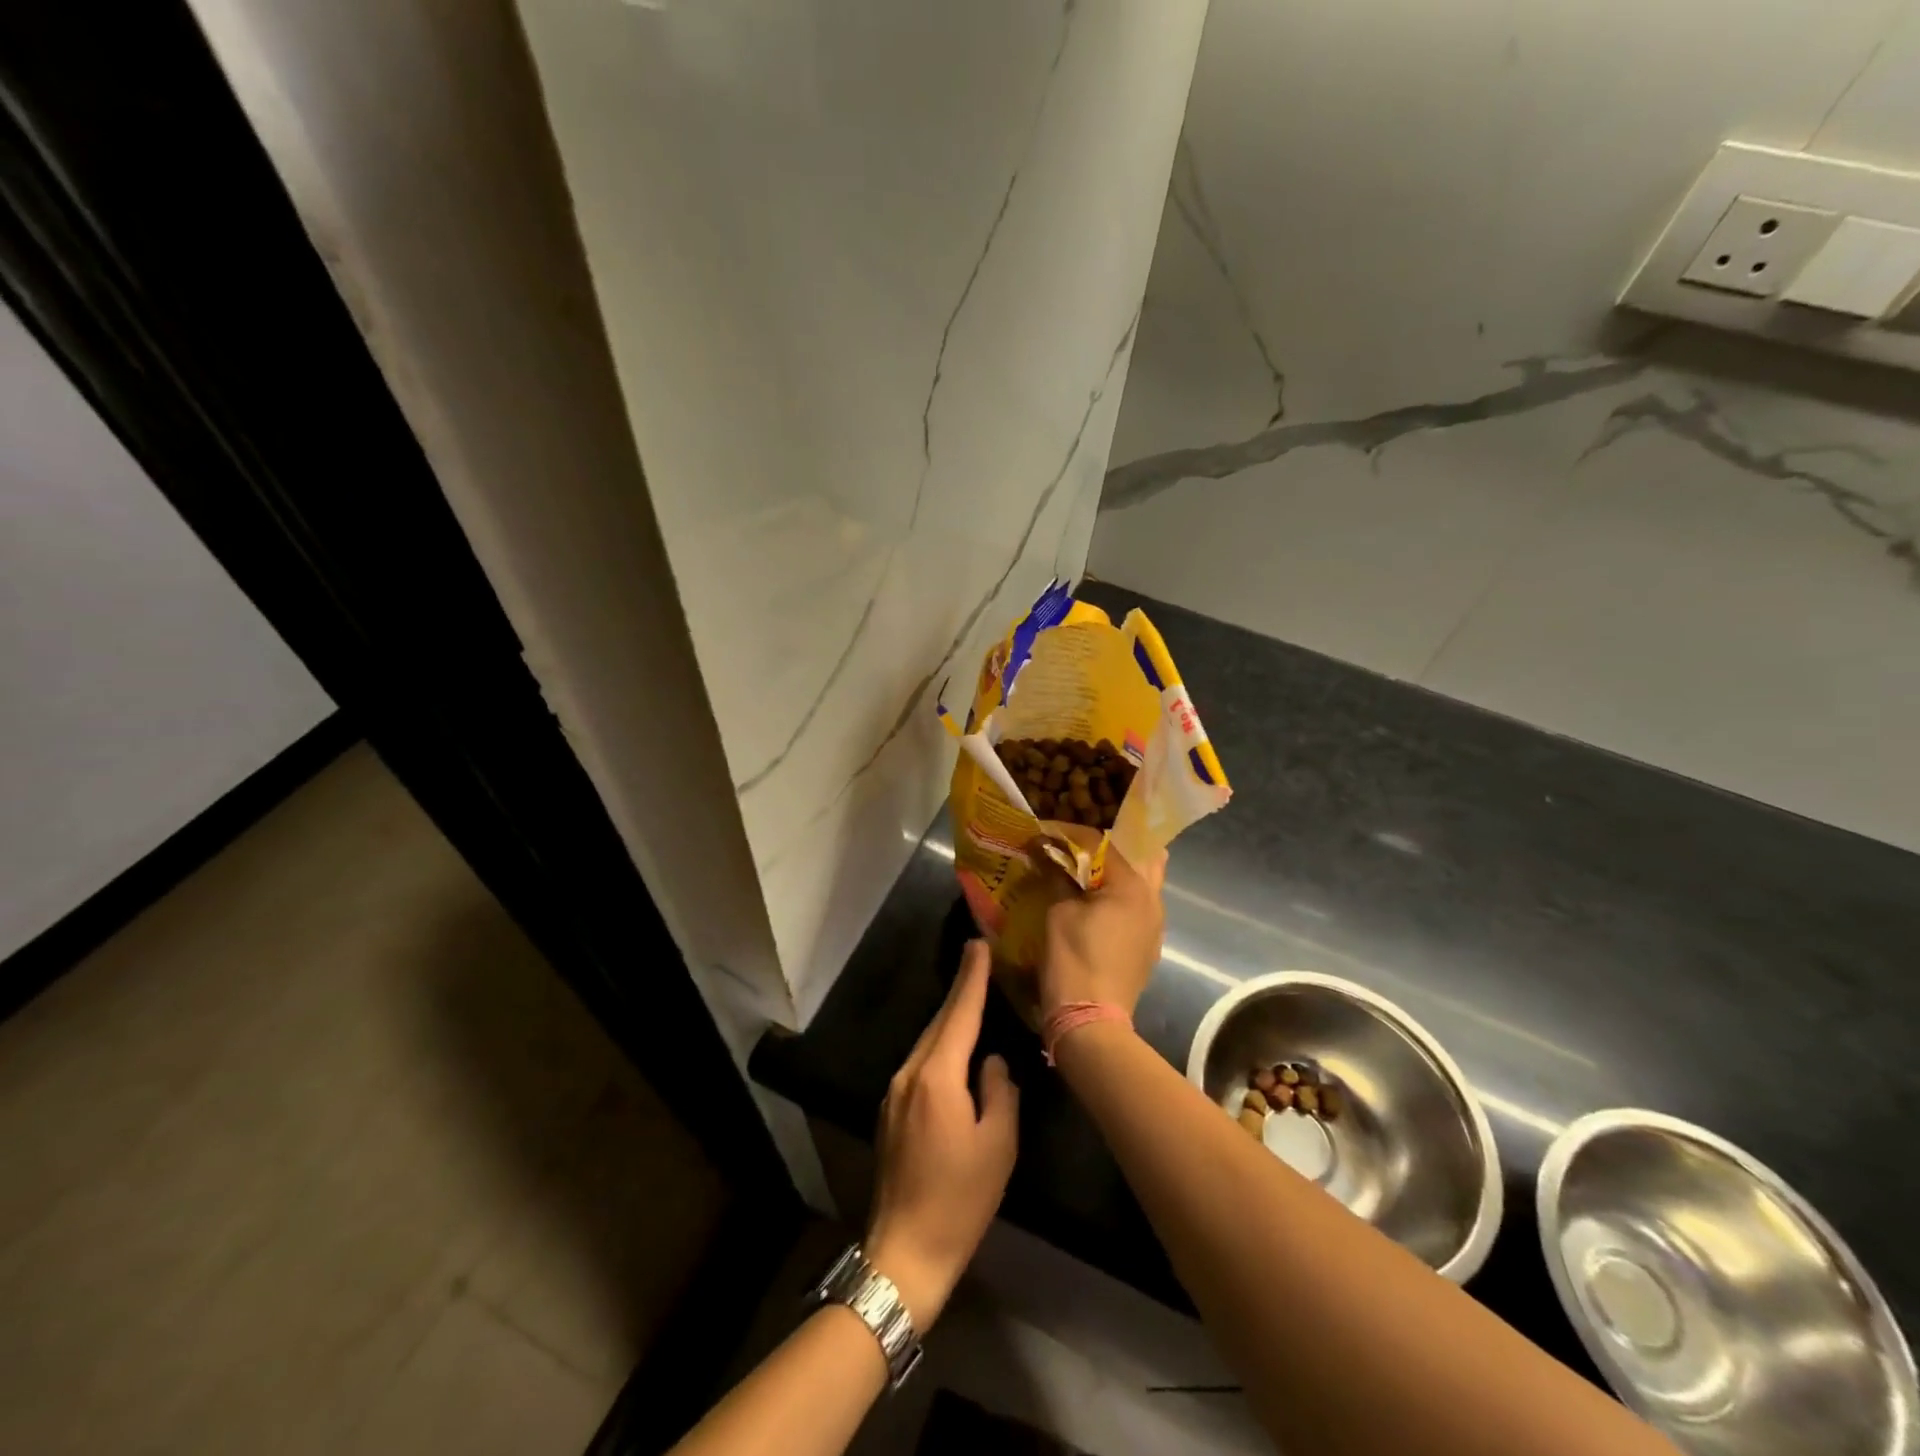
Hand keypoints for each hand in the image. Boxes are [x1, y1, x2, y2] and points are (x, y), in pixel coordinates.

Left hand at [865, 941, 1017, 1329]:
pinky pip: (920, 1064)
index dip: (971, 979)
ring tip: (971, 997)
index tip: (978, 945)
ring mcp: (894, 1093)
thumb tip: (990, 1063)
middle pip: (940, 1023)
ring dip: (949, 1019)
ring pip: (928, 1043)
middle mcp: (909, 1074)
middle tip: (977, 958)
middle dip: (960, 990)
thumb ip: (999, 1091)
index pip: (959, 1014)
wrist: (905, 1251)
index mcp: (937, 1077)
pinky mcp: (890, 1112)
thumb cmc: (960, 1199)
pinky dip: (940, 1047)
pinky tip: (953, 1048)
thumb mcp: (998, 1144)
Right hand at [1038, 838, 1166, 1018]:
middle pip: (1138, 857)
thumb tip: (1047, 853)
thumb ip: (1058, 876)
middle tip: (1077, 849)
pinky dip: (1118, 898)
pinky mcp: (1148, 946)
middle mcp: (1153, 899)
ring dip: (1116, 874)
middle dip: (1107, 848)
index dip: (1069, 835)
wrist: (1090, 1021)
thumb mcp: (1058, 911)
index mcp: (1133, 885)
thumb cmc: (1073, 959)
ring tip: (1085, 873)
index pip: (1101, 842)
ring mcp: (1155, 925)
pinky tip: (1095, 905)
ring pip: (1141, 884)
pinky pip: (1137, 908)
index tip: (1044, 834)